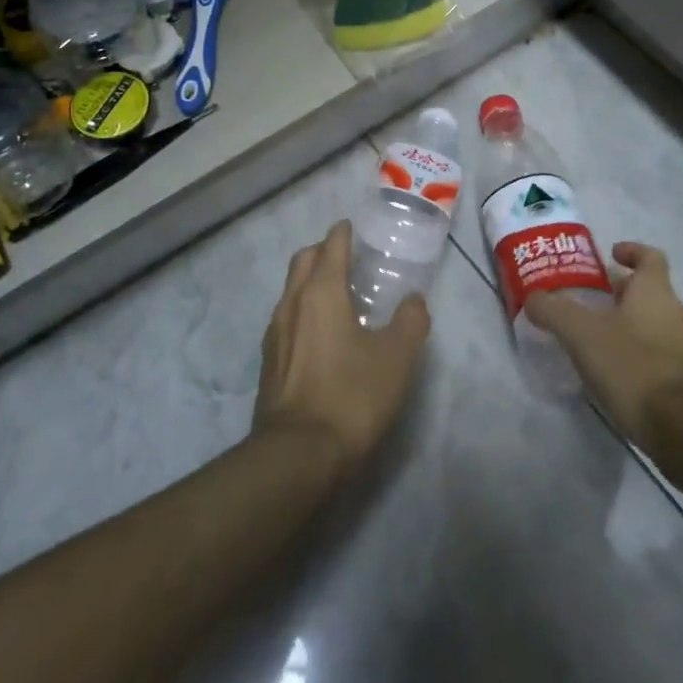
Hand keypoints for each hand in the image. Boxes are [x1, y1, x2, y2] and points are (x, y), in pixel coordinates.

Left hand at [254, 220, 430, 469]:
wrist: (297, 454)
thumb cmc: (350, 396)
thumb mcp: (396, 358)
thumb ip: (409, 322)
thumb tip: (414, 300)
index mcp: (321, 292)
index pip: (331, 245)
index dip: (344, 233)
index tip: (356, 229)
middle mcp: (291, 303)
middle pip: (304, 260)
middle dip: (324, 251)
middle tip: (349, 260)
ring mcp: (274, 332)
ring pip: (291, 289)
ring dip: (311, 281)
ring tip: (338, 297)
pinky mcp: (268, 361)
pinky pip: (286, 318)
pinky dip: (303, 310)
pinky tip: (321, 335)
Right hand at [527, 242, 682, 442]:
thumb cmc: (633, 366)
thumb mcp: (582, 333)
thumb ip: (554, 311)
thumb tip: (534, 298)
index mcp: (656, 293)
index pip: (650, 257)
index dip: (631, 251)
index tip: (611, 255)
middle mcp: (678, 315)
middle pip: (652, 293)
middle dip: (623, 294)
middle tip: (592, 301)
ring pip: (658, 327)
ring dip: (633, 327)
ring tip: (600, 341)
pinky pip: (664, 360)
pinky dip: (642, 359)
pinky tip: (619, 376)